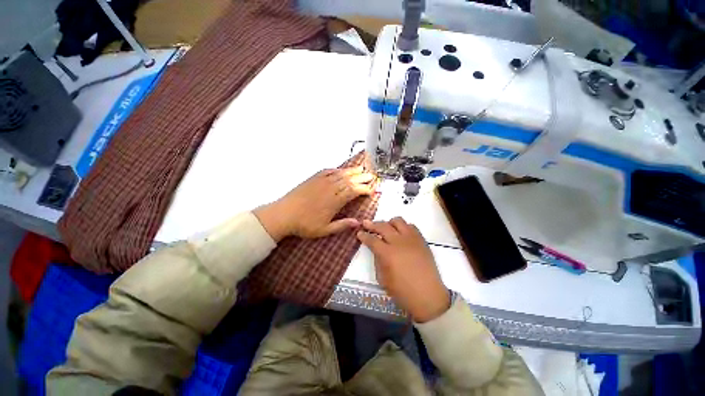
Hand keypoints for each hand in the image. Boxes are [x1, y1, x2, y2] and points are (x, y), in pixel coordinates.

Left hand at [254, 166, 375, 240]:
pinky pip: (328, 171)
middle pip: (350, 180)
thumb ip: (342, 225)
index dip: (364, 189)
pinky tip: (341, 169)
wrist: (284, 214)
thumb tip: (358, 223)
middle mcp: (330, 188)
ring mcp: (321, 182)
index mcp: (334, 201)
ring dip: (352, 171)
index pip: (354, 191)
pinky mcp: (313, 178)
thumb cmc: (304, 224)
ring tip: (361, 168)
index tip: (372, 189)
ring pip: (340, 174)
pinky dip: (337, 169)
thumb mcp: (324, 230)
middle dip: (362, 177)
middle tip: (371, 175)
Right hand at [357, 217, 450, 322]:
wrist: (428, 296)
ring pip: (398, 221)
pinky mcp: (421, 240)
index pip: (372, 240)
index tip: (359, 232)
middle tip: (366, 224)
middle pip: (383, 226)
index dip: (364, 235)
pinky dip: (403, 227)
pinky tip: (401, 233)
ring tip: (386, 228)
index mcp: (387, 254)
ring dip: (389, 223)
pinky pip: (411, 226)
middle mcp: (399, 242)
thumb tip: (376, 250)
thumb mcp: (383, 279)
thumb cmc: (403, 292)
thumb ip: (378, 261)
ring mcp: (412, 239)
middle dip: (372, 224)